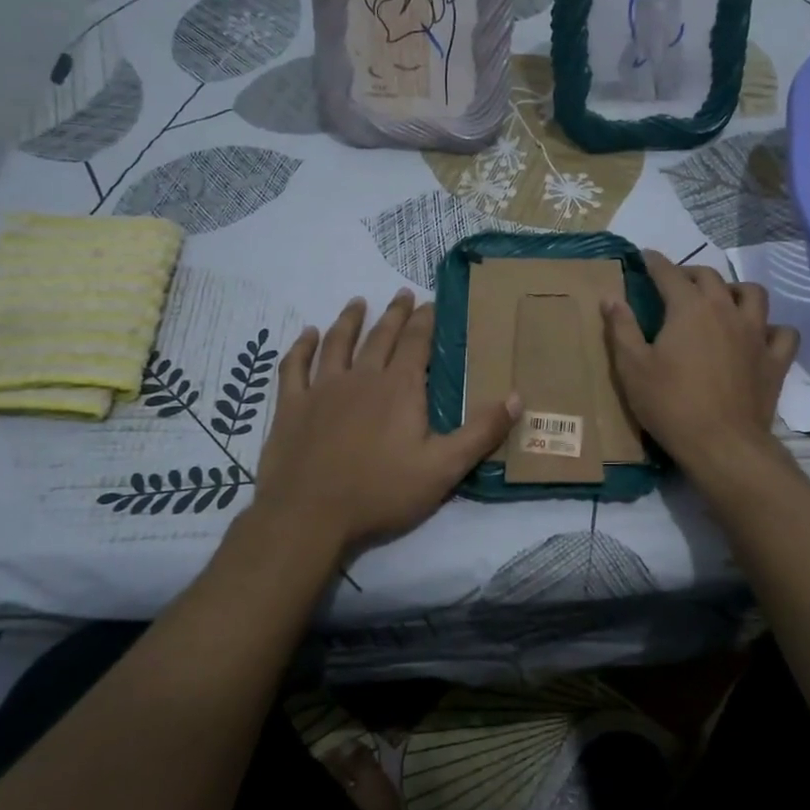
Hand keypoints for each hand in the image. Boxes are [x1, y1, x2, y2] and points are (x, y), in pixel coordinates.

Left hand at [252, 290, 518, 550]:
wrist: (309, 516)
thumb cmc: (381, 492)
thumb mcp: (444, 468)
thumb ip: (481, 432)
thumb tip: (517, 396)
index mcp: (399, 388)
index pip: (417, 343)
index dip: (426, 320)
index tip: (431, 302)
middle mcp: (361, 378)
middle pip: (380, 336)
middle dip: (395, 314)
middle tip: (402, 293)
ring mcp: (322, 389)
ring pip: (337, 343)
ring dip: (349, 320)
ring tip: (358, 302)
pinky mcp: (292, 407)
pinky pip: (294, 367)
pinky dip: (301, 348)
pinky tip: (306, 335)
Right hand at [602, 251, 798, 477]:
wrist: (721, 444)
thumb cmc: (670, 404)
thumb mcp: (632, 367)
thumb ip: (622, 328)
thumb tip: (611, 297)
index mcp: (689, 308)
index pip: (669, 273)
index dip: (655, 262)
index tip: (645, 257)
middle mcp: (726, 310)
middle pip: (710, 277)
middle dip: (690, 274)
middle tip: (676, 284)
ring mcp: (756, 334)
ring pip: (753, 294)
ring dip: (735, 291)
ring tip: (723, 301)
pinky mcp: (775, 360)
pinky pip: (783, 333)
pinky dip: (772, 329)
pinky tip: (759, 337)